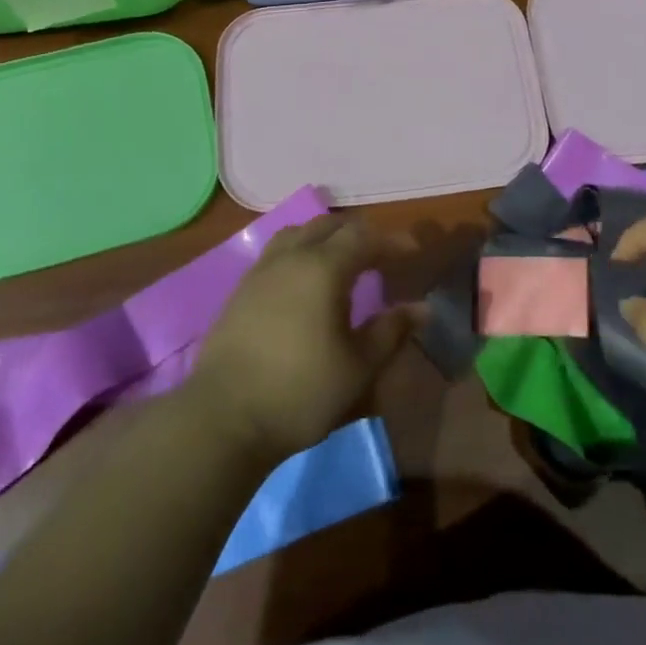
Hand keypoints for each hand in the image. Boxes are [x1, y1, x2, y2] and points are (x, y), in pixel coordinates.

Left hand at [188, 217, 418, 464]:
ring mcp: (261, 271)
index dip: (392, 241)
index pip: (364, 237)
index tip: (413, 253)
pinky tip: (305, 282)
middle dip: (359, 235)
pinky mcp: (241, 290)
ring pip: (298, 233)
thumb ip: (391, 331)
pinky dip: (300, 253)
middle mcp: (291, 258)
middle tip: (380, 256)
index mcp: (324, 268)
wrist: (223, 418)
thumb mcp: (358, 367)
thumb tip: (421, 308)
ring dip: (325, 238)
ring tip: (341, 261)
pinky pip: (277, 253)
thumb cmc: (301, 392)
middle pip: (329, 226)